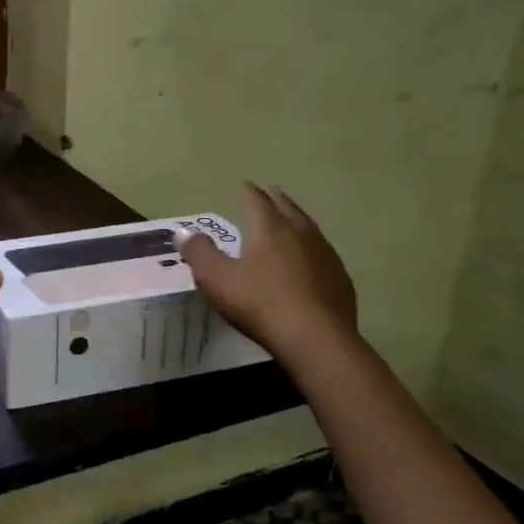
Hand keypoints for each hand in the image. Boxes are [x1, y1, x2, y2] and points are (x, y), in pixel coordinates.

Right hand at [179, 183, 356, 357]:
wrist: (316, 338)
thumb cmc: (260, 303)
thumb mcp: (217, 279)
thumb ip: (199, 252)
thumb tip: (184, 232)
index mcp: (268, 227)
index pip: (256, 200)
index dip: (248, 191)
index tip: (244, 184)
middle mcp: (299, 232)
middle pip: (286, 207)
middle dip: (274, 199)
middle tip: (267, 194)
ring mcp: (325, 253)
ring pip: (308, 227)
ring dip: (296, 220)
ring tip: (289, 221)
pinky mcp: (340, 277)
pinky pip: (322, 253)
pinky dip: (312, 249)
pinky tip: (310, 260)